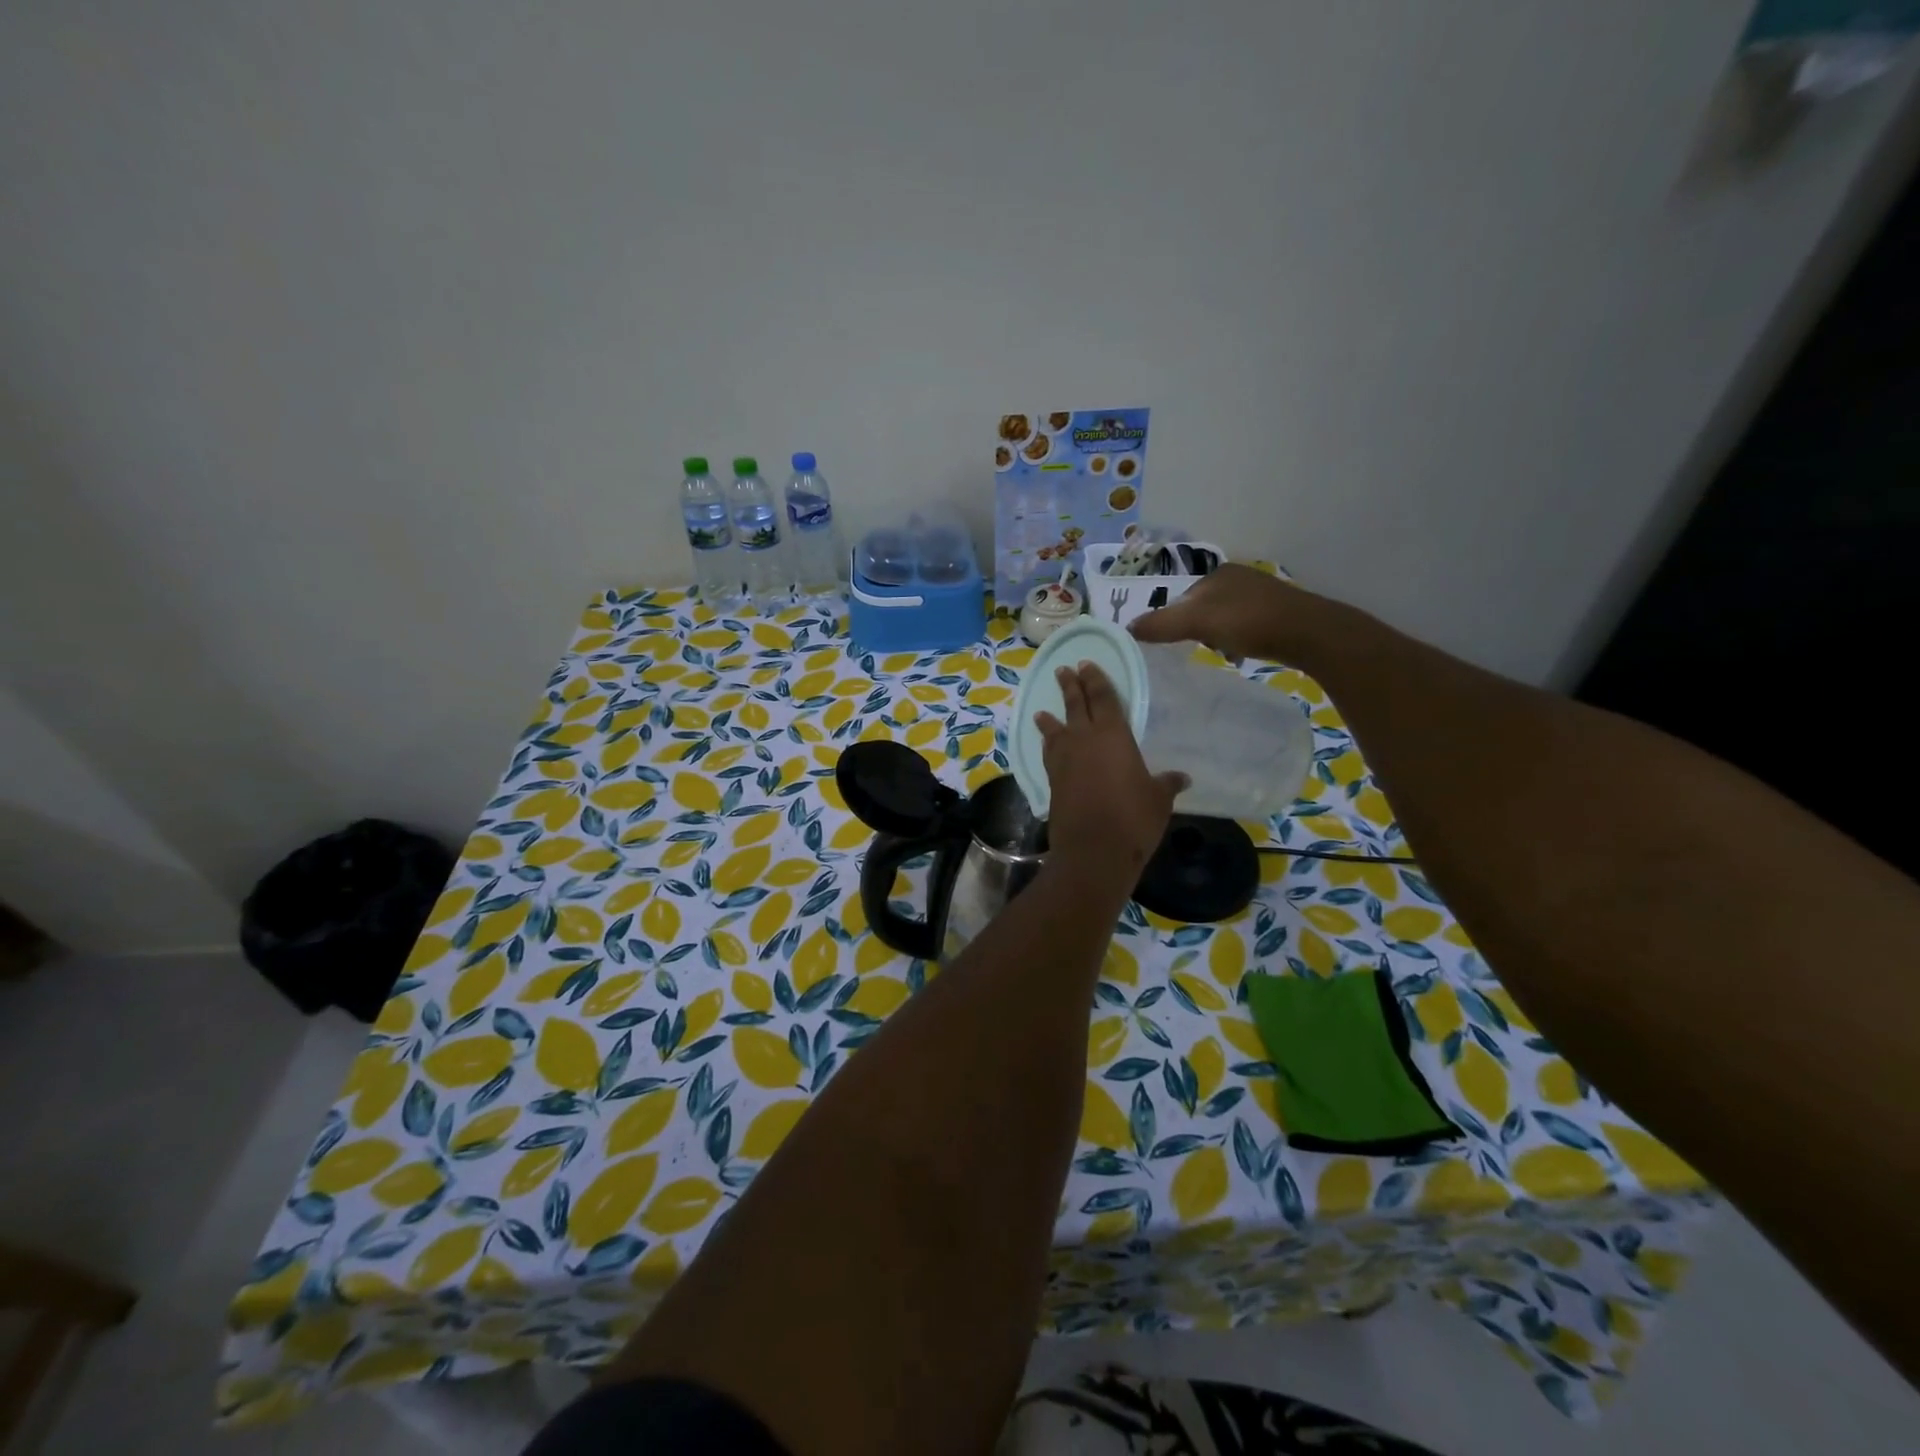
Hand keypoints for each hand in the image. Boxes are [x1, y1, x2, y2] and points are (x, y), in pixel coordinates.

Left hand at [1034, 663, 1184, 881]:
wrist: (1094, 850)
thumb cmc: (1133, 818)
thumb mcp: (1158, 799)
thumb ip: (1167, 783)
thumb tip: (1182, 777)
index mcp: (1114, 735)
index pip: (1103, 698)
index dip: (1096, 680)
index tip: (1087, 665)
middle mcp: (1084, 740)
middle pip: (1075, 706)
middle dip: (1071, 686)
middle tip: (1064, 670)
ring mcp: (1064, 760)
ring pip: (1056, 730)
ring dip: (1050, 717)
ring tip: (1042, 711)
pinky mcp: (1052, 781)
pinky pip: (1049, 754)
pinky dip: (1048, 745)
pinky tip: (1048, 746)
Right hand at [1129, 563, 1328, 663]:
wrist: (1308, 633)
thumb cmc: (1249, 622)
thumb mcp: (1197, 622)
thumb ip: (1161, 625)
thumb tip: (1127, 627)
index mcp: (1218, 573)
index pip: (1183, 598)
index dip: (1176, 621)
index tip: (1181, 643)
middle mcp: (1238, 578)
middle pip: (1202, 609)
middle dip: (1198, 631)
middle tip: (1203, 649)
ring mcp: (1261, 594)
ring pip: (1223, 619)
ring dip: (1218, 638)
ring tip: (1225, 654)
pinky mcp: (1278, 613)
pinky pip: (1245, 627)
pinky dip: (1239, 641)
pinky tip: (1244, 654)